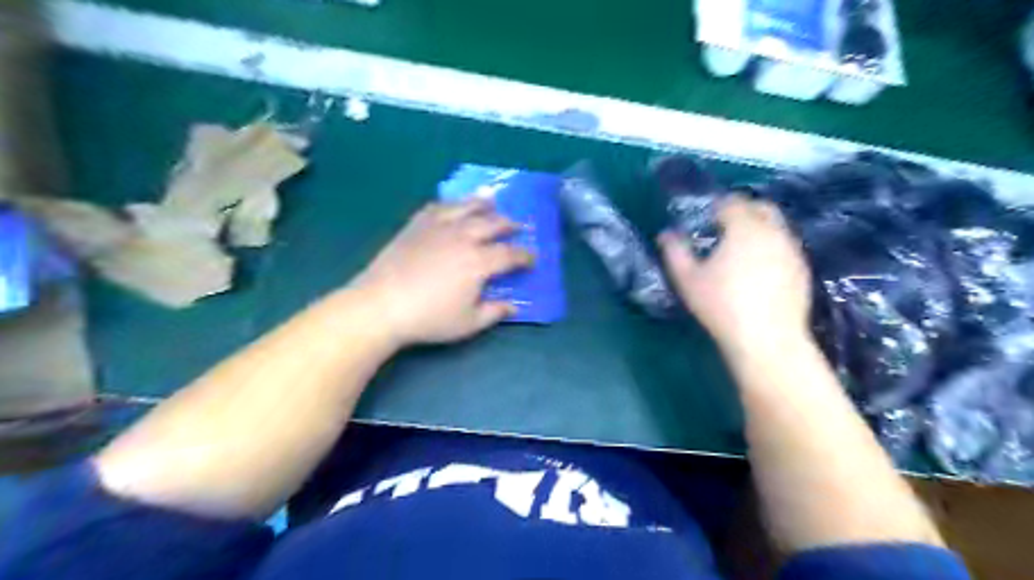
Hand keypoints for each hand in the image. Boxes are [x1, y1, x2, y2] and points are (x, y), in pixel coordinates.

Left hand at [353, 199, 533, 347]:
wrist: (381, 304)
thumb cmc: (428, 318)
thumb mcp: (468, 323)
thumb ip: (494, 312)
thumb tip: (513, 306)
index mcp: (479, 262)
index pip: (510, 255)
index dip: (525, 256)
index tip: (532, 258)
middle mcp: (463, 238)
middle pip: (492, 224)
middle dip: (509, 225)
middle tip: (518, 226)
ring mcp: (439, 228)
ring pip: (467, 207)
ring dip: (483, 204)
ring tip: (492, 201)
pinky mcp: (417, 225)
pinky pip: (438, 207)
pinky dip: (450, 204)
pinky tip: (453, 205)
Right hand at [658, 197, 812, 355]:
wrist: (768, 339)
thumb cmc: (722, 305)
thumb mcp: (688, 279)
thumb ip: (675, 252)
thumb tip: (665, 234)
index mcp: (744, 228)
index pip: (731, 203)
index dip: (717, 205)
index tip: (705, 216)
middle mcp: (773, 231)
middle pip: (761, 207)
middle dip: (743, 210)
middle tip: (723, 226)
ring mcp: (792, 250)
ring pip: (776, 226)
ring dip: (758, 228)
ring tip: (739, 247)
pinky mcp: (802, 269)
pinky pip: (784, 246)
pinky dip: (770, 246)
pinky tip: (758, 268)